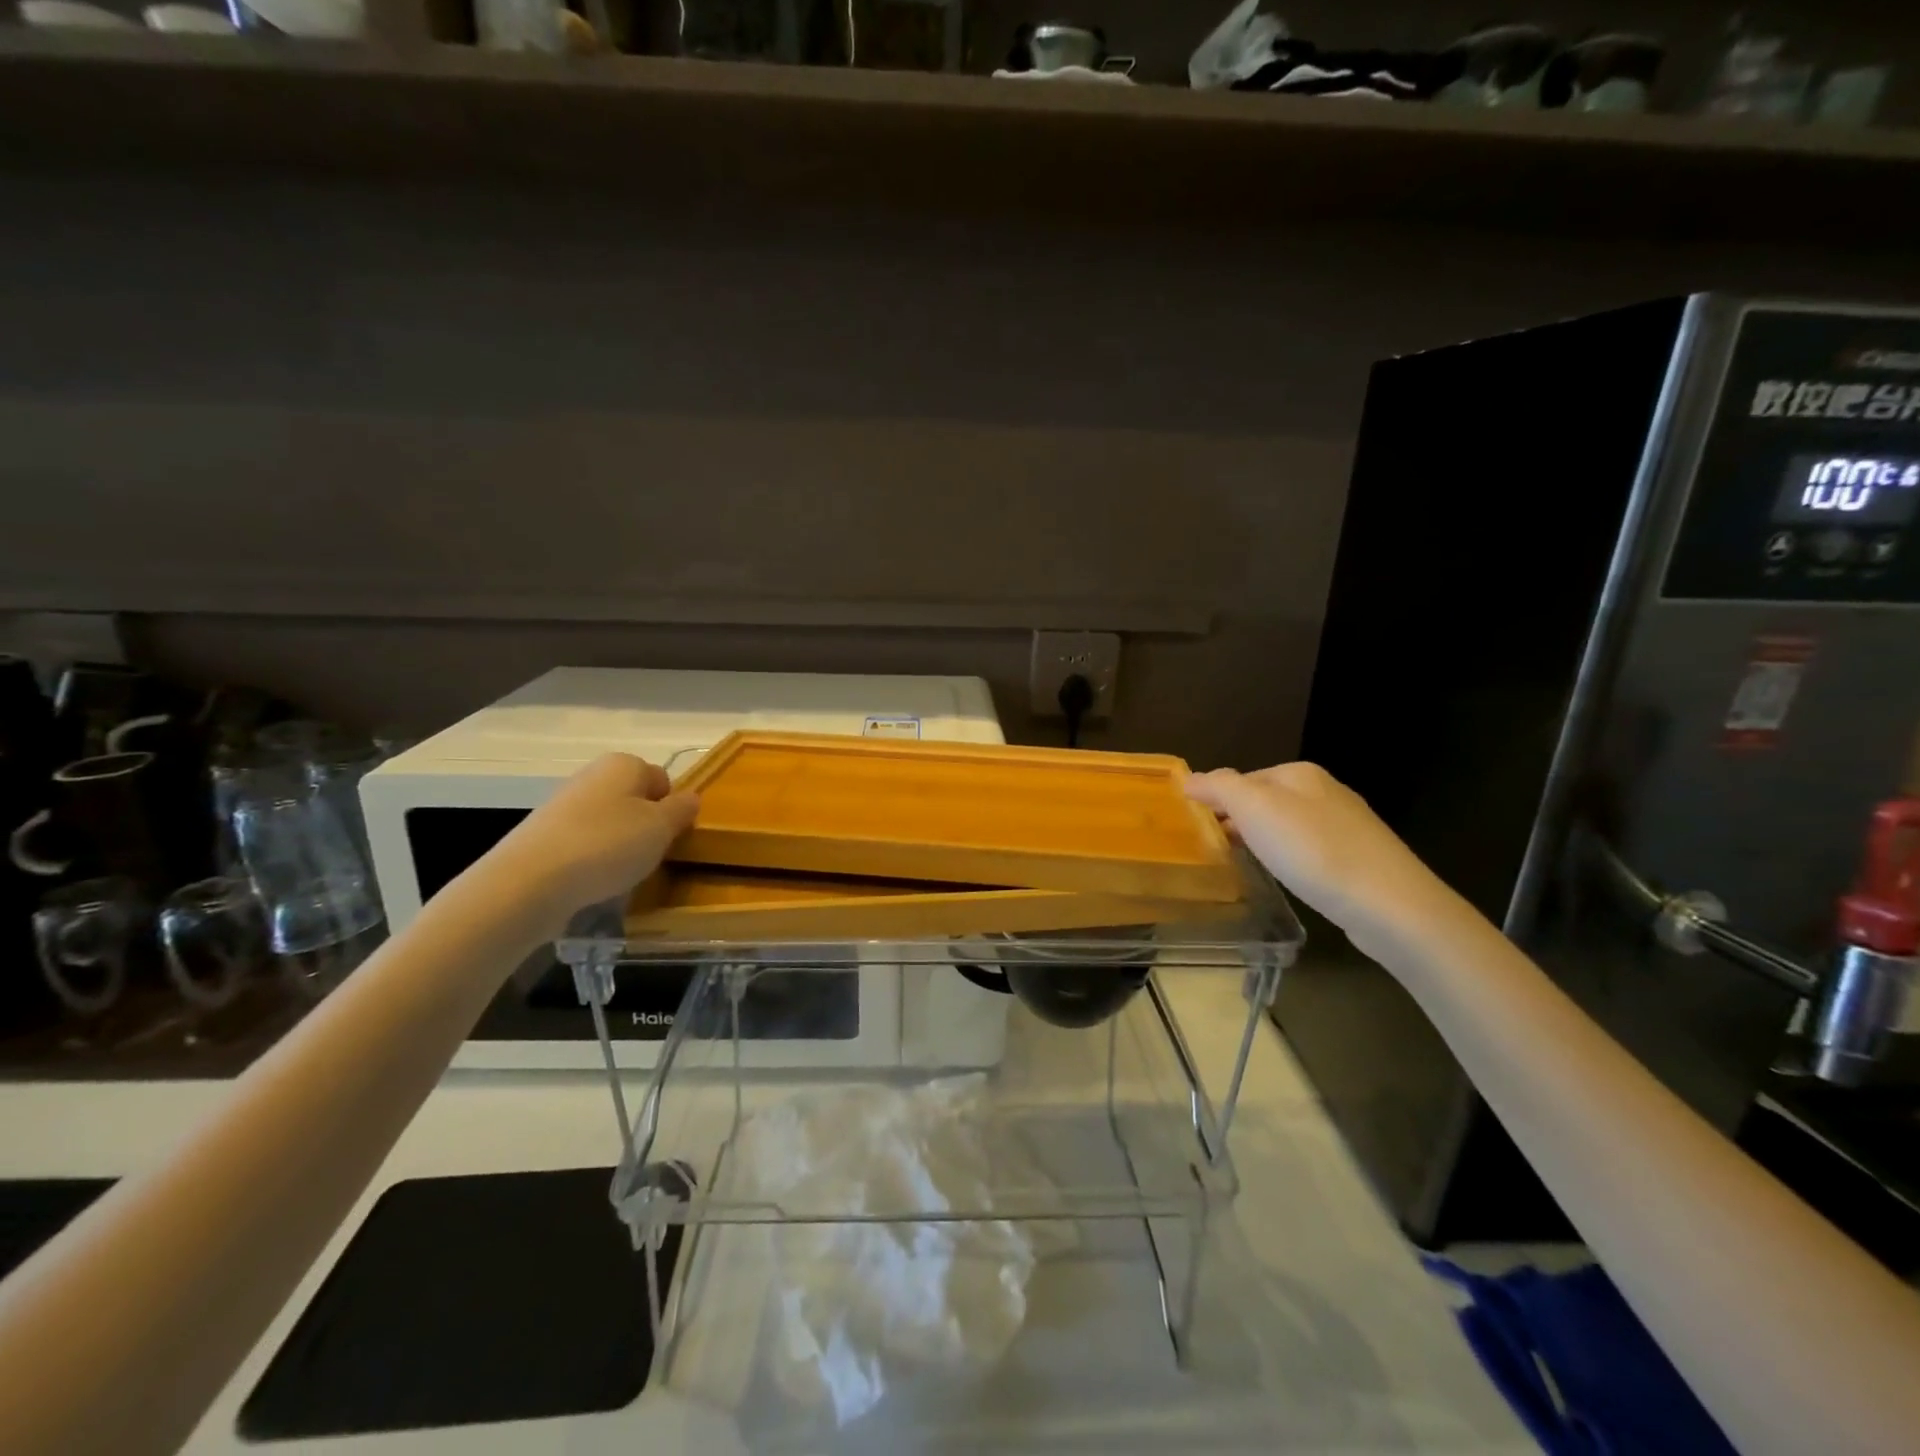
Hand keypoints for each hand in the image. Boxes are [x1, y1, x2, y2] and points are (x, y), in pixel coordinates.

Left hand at [488, 753, 699, 933]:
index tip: (670, 836)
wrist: (530, 881)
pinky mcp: (544, 835)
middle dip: (645, 826)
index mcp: (624, 764)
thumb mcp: (661, 828)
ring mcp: (564, 804)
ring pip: (609, 823)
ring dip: (620, 845)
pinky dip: (593, 860)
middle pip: (634, 800)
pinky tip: (593, 881)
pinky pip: (584, 843)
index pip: (663, 780)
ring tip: (620, 873)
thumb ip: (682, 810)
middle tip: (649, 855)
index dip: (671, 808)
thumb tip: (690, 798)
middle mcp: (592, 775)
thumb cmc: (608, 845)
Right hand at [1184, 762, 1449, 943]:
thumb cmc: (1313, 851)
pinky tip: (1290, 877)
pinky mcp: (1361, 859)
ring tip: (1246, 863)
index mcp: (1299, 773)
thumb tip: (1191, 779)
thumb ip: (1219, 787)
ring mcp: (1348, 825)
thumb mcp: (1254, 809)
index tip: (1197, 829)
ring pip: (1289, 825)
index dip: (1217, 800)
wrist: (1390, 905)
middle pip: (1266, 800)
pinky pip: (1311, 850)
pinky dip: (1292, 858)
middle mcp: (1326, 791)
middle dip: (1240, 819)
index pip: (1242, 778)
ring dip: (1265, 840)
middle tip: (1215, 848)